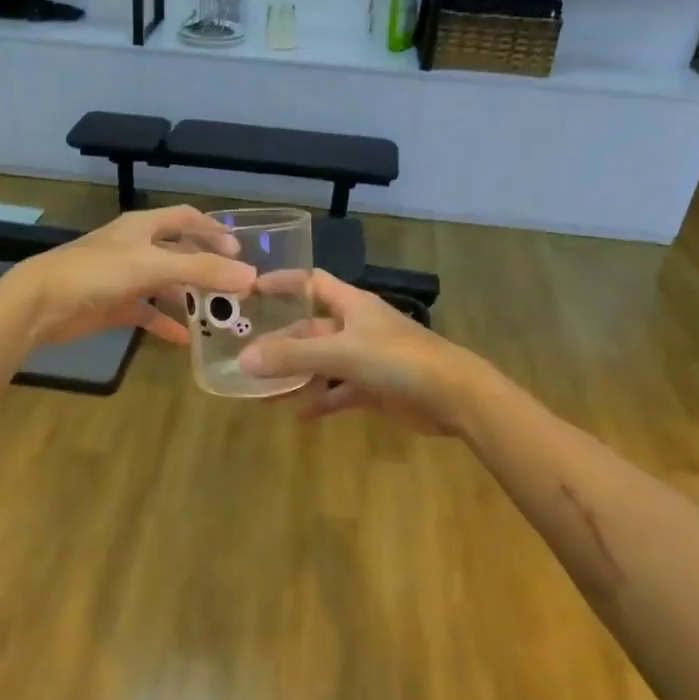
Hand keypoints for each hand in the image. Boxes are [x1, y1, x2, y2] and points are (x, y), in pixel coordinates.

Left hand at [1, 206, 255, 346]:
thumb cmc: (96, 272)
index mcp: (142, 227)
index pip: (185, 218)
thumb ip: (201, 270)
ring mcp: (123, 277)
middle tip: (234, 286)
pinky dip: (165, 323)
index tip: (239, 250)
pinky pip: (147, 313)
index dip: (212, 230)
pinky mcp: (113, 305)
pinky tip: (185, 339)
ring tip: (217, 313)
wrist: (41, 303)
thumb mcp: (153, 266)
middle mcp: (135, 247)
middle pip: (179, 252)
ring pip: (165, 284)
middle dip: (205, 267)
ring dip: (188, 297)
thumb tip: (251, 276)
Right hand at [238, 271, 476, 434]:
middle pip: (310, 329)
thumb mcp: (341, 354)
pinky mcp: (375, 389)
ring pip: (322, 364)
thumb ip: (293, 357)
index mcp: (352, 305)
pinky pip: (338, 393)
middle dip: (280, 342)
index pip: (312, 282)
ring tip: (262, 391)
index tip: (251, 289)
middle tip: (246, 356)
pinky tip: (298, 417)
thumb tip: (244, 360)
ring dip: (295, 376)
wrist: (453, 396)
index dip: (283, 282)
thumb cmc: (397, 360)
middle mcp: (357, 327)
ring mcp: (366, 359)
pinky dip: (320, 402)